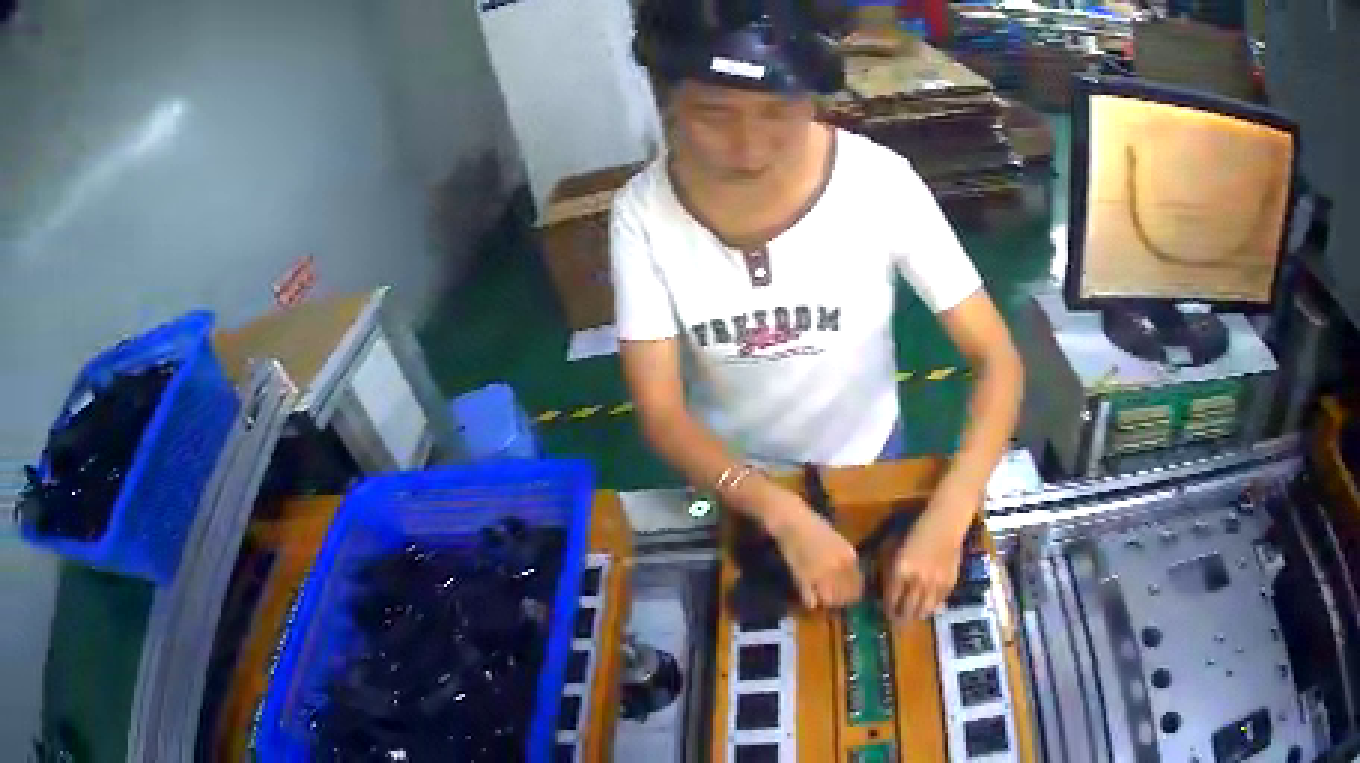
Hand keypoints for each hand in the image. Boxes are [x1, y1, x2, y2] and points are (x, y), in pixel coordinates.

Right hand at [766, 493, 862, 609]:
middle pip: (845, 595)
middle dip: (841, 601)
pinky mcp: (803, 579)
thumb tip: (851, 578)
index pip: (857, 584)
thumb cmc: (815, 526)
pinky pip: (811, 600)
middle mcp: (838, 567)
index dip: (854, 594)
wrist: (793, 521)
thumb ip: (846, 560)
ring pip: (830, 600)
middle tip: (834, 600)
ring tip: (823, 600)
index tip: (849, 597)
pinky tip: (810, 599)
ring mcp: (821, 574)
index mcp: (849, 557)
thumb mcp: (838, 541)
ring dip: (827, 602)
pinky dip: (812, 602)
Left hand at [884, 486, 975, 620]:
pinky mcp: (950, 583)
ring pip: (923, 612)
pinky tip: (927, 604)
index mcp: (900, 571)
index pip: (891, 602)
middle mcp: (917, 581)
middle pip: (907, 611)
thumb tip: (887, 594)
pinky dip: (932, 606)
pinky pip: (939, 603)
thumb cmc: (917, 530)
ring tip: (912, 615)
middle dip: (900, 618)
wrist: (947, 521)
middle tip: (897, 619)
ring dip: (916, 615)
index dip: (887, 611)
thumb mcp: (897, 550)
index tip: (886, 613)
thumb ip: (892, 573)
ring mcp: (935, 584)